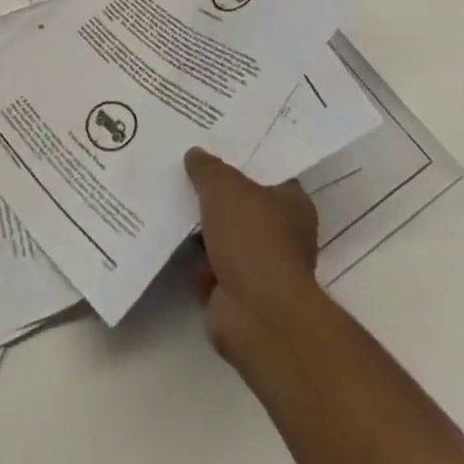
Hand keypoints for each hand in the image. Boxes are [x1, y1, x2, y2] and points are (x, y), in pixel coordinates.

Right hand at [184, 147, 319, 368]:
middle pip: (244, 207)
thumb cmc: (251, 238)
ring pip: (226, 239)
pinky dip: (195, 263)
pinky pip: (211, 269)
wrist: (257, 315)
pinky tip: (170, 243)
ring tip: (171, 204)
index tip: (215, 148)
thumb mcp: (223, 186)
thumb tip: (196, 154)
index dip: (243, 161)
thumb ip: (207, 167)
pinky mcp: (240, 297)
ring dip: (202, 232)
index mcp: (293, 205)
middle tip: (186, 174)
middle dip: (217, 197)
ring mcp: (262, 269)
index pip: (269, 174)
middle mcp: (284, 236)